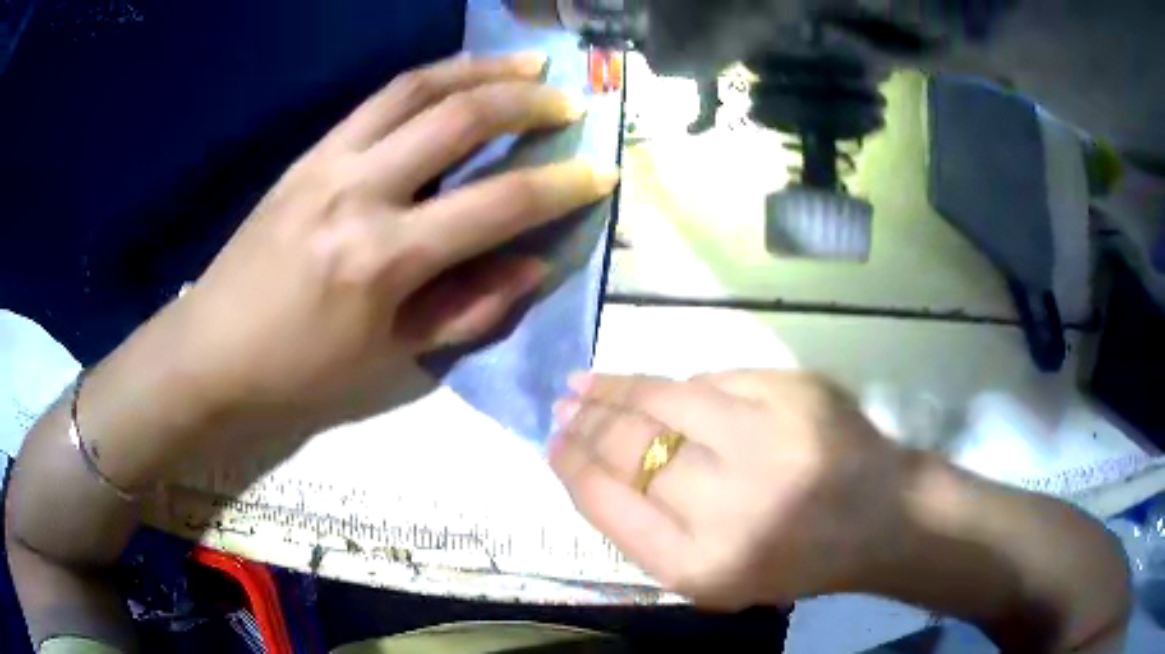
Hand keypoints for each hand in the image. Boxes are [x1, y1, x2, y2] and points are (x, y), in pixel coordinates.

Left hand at [82, 53, 617, 480]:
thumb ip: (469, 308)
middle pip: (460, 118)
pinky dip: (429, 78)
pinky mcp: (308, 153)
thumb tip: (531, 264)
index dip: (560, 186)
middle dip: (528, 102)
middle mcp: (359, 191)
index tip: (601, 171)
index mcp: (383, 258)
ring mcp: (328, 161)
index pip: (496, 205)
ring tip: (525, 63)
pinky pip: (378, 99)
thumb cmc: (300, 370)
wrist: (211, 349)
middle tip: (569, 101)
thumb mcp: (391, 359)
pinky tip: (457, 78)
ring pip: (416, 88)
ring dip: (480, 68)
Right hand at [549, 370, 910, 608]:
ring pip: (662, 399)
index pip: (608, 504)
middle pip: (628, 448)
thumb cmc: (793, 559)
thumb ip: (649, 534)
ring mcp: (764, 436)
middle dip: (583, 425)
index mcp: (702, 564)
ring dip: (613, 390)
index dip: (571, 468)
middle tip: (562, 411)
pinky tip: (648, 386)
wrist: (878, 517)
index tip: (553, 446)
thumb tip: (595, 468)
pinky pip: (712, 379)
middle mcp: (728, 501)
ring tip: (583, 386)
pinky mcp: (792, 390)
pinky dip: (672, 384)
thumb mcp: (713, 578)